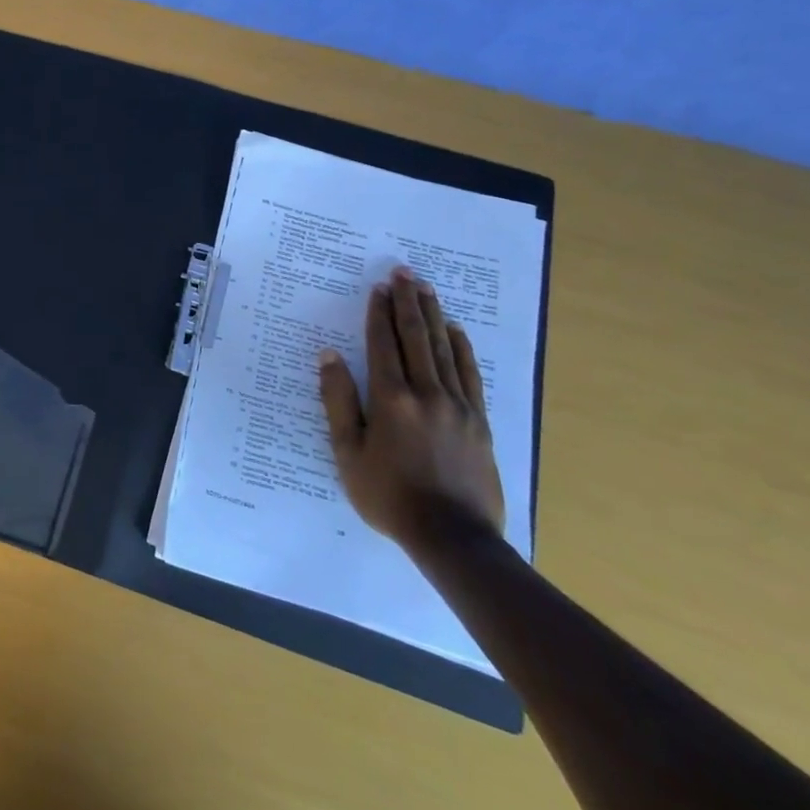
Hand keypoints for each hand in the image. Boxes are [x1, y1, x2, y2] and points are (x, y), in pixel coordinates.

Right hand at [317, 266, 504, 553]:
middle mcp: (426, 393)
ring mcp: (458, 405)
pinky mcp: (480, 420)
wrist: (453, 537)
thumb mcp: (347, 452)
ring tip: (426, 288)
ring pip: (444, 349)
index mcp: (390, 399)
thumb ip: (338, 401)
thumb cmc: (388, 495)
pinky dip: (462, 348)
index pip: (383, 345)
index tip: (377, 288)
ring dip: (433, 315)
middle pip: (416, 337)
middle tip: (403, 272)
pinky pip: (470, 374)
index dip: (378, 314)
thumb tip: (329, 356)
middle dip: (408, 302)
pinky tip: (456, 330)